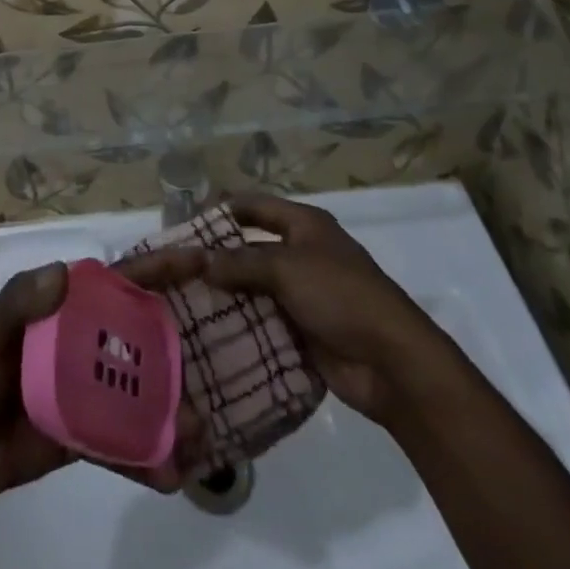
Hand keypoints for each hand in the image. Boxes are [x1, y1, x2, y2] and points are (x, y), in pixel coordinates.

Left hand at [0, 249, 208, 505]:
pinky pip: (127, 443)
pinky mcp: (90, 433)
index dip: (160, 267)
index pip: (121, 280)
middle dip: (180, 353)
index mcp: (70, 309)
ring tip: (196, 435)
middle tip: (213, 374)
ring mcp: (93, 389)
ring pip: (145, 393)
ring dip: (173, 410)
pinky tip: (170, 477)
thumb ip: (17, 304)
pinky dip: (149, 458)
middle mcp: (89, 342)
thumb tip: (61, 273)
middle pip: (145, 339)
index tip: (202, 261)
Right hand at [204, 193, 441, 426]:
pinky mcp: (303, 329)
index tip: (185, 224)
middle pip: (251, 247)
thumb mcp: (287, 268)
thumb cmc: (341, 296)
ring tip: (184, 301)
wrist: (392, 363)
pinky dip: (242, 324)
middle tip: (177, 269)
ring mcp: (303, 293)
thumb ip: (241, 262)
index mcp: (304, 225)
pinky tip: (209, 332)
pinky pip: (264, 320)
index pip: (254, 205)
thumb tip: (200, 260)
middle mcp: (302, 253)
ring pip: (254, 287)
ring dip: (227, 294)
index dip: (222, 210)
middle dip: (218, 257)